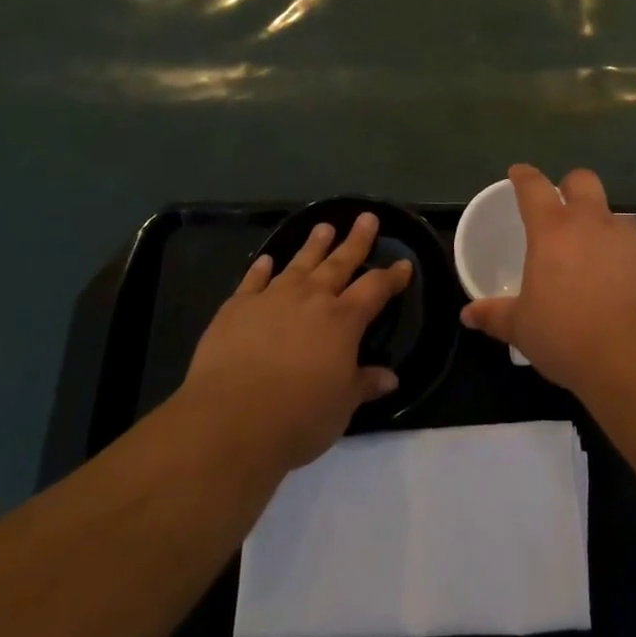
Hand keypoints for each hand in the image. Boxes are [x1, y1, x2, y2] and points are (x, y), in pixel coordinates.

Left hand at [177, 213, 410, 474]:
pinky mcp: (237, 307)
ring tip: (323, 227)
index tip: (404, 264)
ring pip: (299, 263)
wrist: (231, 419)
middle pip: (340, 262)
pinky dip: (261, 268)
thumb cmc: (299, 415)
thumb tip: (390, 378)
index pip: (375, 288)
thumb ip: (364, 384)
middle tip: (367, 217)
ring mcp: (272, 298)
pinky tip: (266, 259)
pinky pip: (252, 280)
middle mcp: (311, 298)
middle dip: (356, 240)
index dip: (392, 276)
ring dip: (313, 245)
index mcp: (343, 320)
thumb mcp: (342, 405)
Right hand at [459, 164, 635, 392]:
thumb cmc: (569, 336)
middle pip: (582, 180)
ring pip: (614, 214)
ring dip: (602, 224)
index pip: (534, 187)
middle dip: (570, 185)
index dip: (524, 176)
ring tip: (594, 253)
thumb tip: (469, 315)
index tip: (518, 173)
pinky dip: (625, 255)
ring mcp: (628, 239)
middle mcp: (592, 223)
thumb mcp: (523, 329)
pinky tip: (621, 282)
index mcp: (553, 230)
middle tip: (561, 205)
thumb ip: (496, 316)